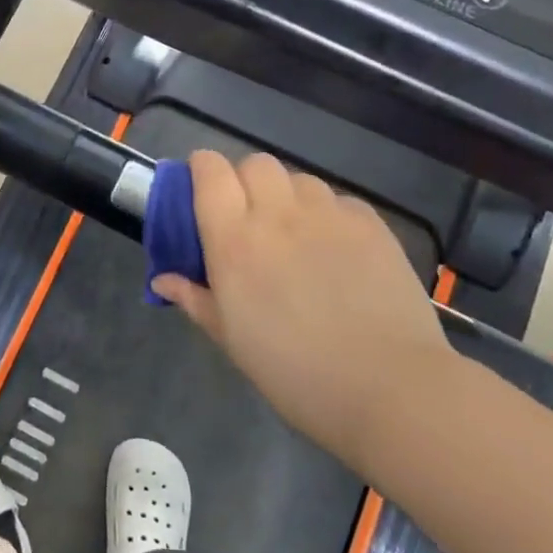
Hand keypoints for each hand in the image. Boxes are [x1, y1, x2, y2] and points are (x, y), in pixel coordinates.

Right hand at [151, 151, 453, 466]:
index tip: (201, 193)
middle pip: (254, 163)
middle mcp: (278, 213)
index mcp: (234, 240)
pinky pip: (339, 201)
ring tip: (295, 235)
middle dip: (244, 180)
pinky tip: (337, 252)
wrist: (389, 388)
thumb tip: (163, 280)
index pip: (210, 170)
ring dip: (287, 197)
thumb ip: (195, 299)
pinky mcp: (371, 224)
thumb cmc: (294, 372)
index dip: (201, 171)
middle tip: (248, 219)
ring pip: (298, 179)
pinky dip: (328, 215)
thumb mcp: (232, 340)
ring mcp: (329, 214)